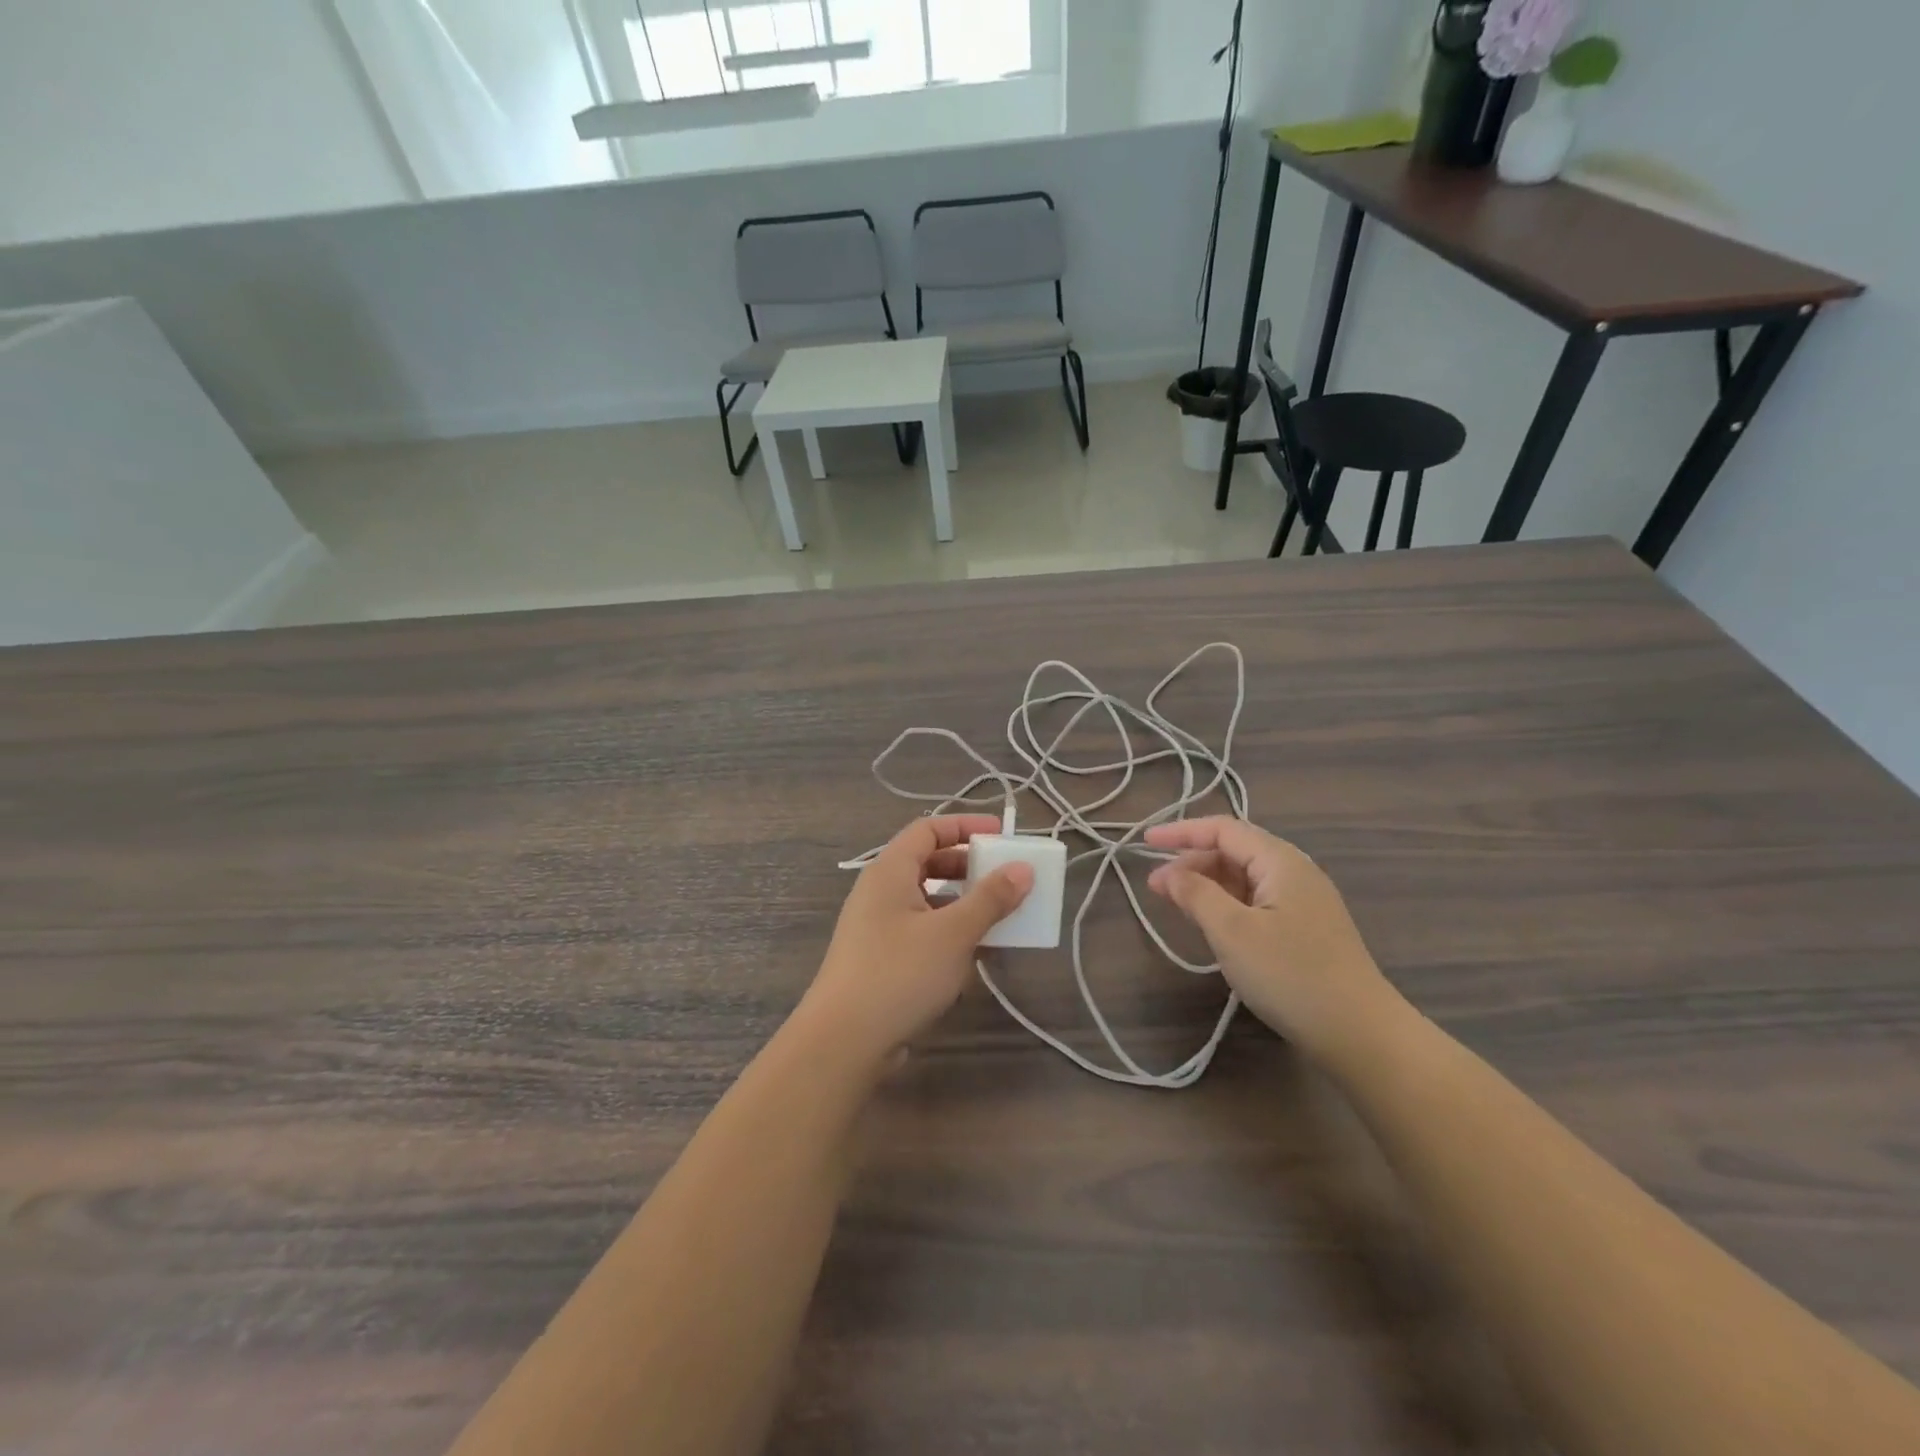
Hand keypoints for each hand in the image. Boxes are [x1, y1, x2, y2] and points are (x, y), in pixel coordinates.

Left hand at [792, 815, 1032, 1076]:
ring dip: (962, 902)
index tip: (1001, 834)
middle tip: (1004, 877)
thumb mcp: (953, 933)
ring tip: (998, 916)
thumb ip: (991, 899)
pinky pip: (921, 930)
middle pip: (927, 863)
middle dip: (968, 866)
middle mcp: (879, 891)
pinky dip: (948, 931)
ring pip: (926, 900)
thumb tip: (1023, 869)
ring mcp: (877, 927)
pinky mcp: (880, 959)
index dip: (965, 826)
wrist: (843, 1041)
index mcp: (890, 871)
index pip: (928, 829)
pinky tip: (975, 954)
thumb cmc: (899, 973)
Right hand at [1145, 817, 1404, 1062]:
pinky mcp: (1306, 930)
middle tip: (1155, 887)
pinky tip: (1212, 924)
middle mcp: (1295, 872)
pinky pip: (1257, 901)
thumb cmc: (1291, 974)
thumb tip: (1169, 872)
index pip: (1223, 829)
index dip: (1181, 831)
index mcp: (1280, 861)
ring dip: (1207, 884)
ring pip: (1245, 878)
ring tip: (1176, 904)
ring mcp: (1304, 902)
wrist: (1361, 1034)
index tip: (1145, 842)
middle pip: (1234, 850)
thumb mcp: (1232, 932)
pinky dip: (1227, 904)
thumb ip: (1196, 894)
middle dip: (1191, 862)